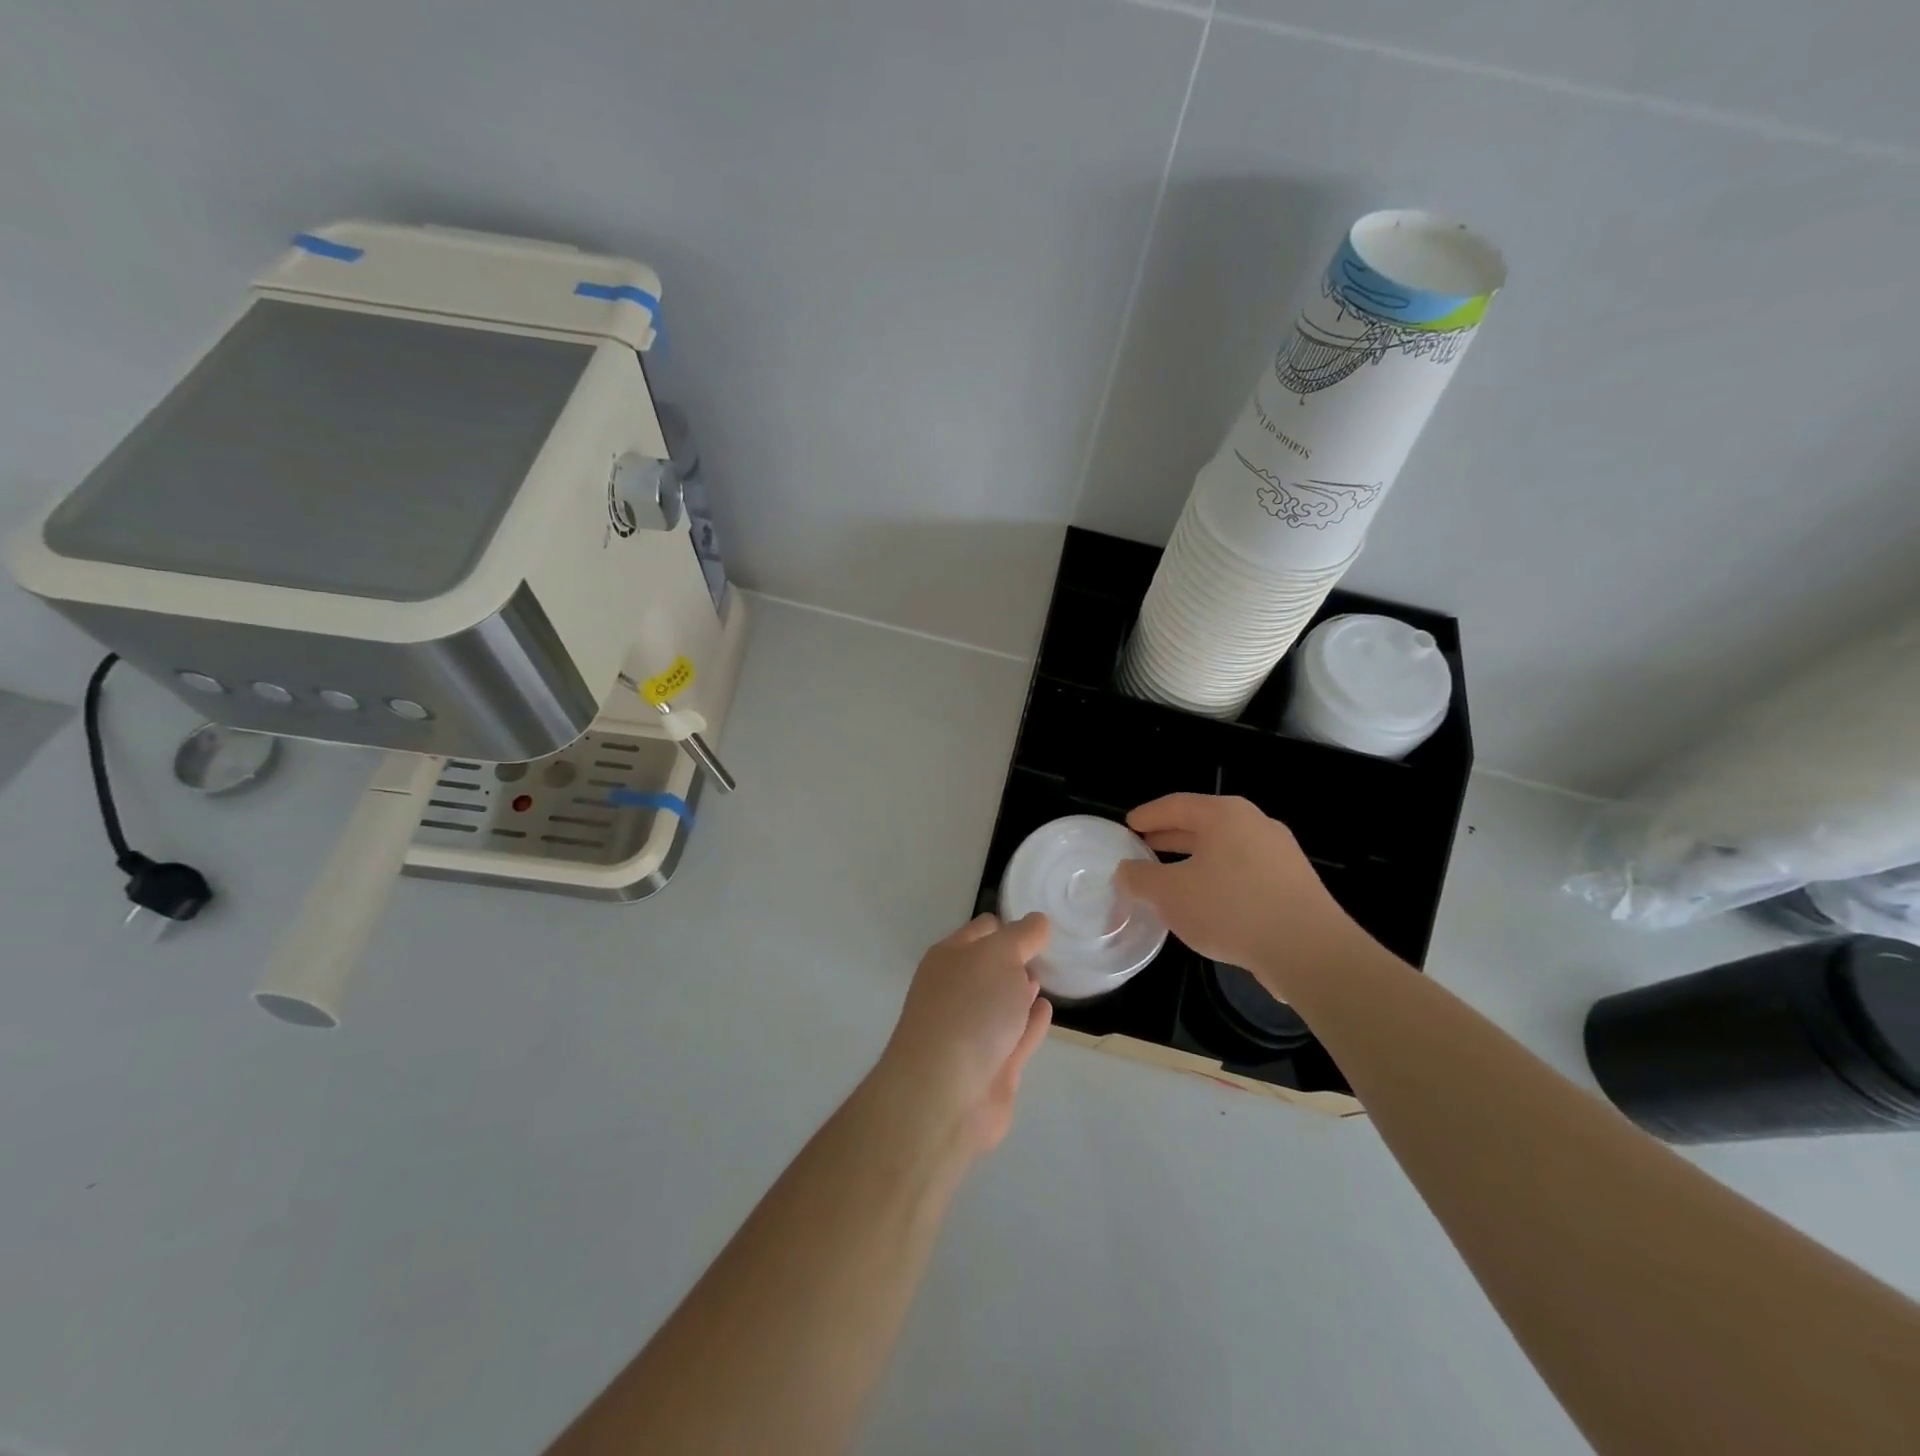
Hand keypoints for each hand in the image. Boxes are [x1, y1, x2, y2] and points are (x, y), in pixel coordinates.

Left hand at [876, 913, 1052, 1156]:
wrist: (945, 1094)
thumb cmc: (969, 1008)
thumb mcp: (999, 955)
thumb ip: (1022, 936)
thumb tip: (1038, 922)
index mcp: (949, 958)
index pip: (983, 930)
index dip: (1010, 924)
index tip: (1041, 924)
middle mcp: (957, 991)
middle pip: (991, 967)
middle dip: (1017, 958)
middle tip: (1050, 950)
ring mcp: (973, 1032)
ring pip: (1002, 1003)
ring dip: (1022, 990)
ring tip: (1049, 976)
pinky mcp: (993, 1068)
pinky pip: (1017, 1036)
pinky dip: (1032, 1023)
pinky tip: (1046, 1010)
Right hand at [1114, 794, 1368, 999]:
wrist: (1309, 951)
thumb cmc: (1230, 909)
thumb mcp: (1170, 894)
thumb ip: (1140, 878)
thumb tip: (1127, 870)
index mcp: (1224, 815)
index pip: (1176, 805)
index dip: (1148, 815)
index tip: (1129, 825)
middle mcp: (1255, 824)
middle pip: (1203, 823)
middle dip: (1171, 836)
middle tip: (1144, 848)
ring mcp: (1280, 853)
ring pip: (1226, 848)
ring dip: (1196, 859)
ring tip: (1172, 877)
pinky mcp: (1295, 883)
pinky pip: (1246, 870)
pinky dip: (1220, 878)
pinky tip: (1209, 903)